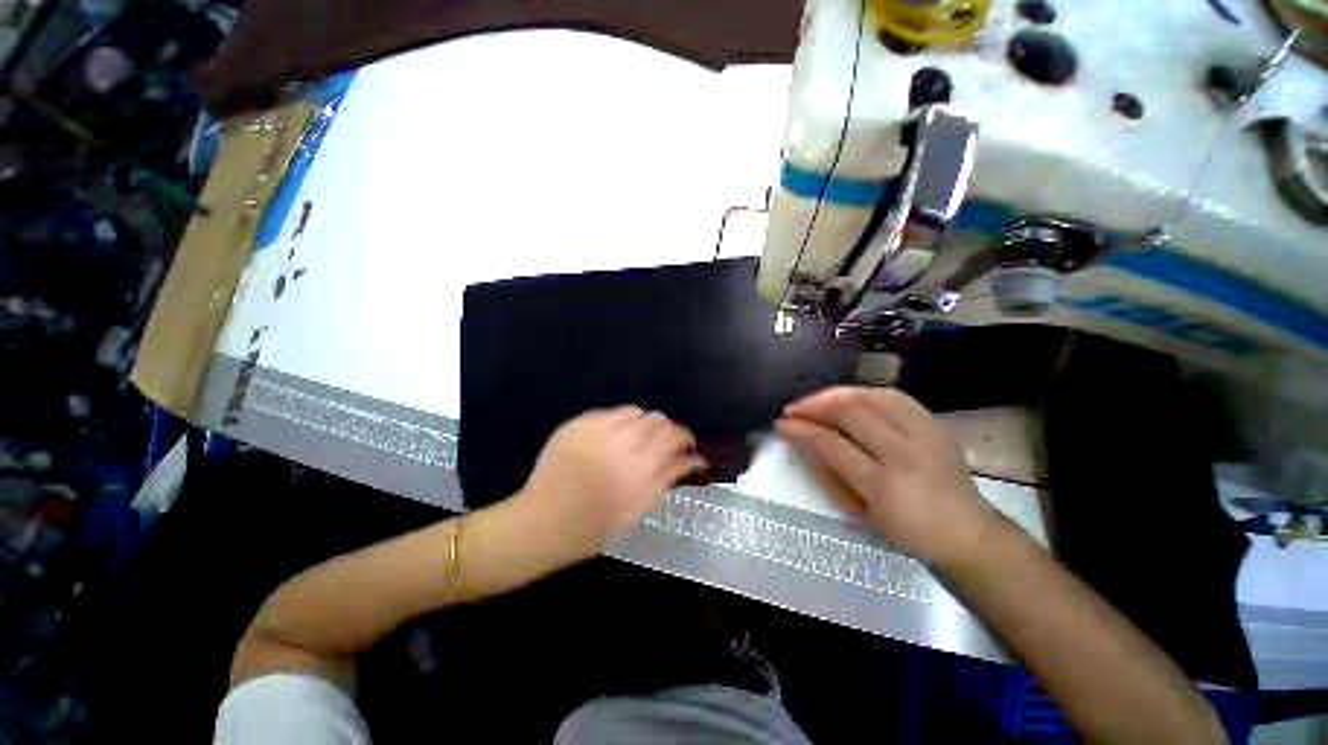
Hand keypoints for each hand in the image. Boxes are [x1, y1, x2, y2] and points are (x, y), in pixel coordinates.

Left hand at [517, 406, 705, 561]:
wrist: (542, 523)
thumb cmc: (595, 527)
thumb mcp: (639, 508)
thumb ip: (668, 477)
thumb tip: (694, 459)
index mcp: (640, 469)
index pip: (674, 437)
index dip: (685, 437)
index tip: (686, 445)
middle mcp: (621, 444)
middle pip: (657, 420)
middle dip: (665, 429)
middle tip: (661, 444)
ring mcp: (597, 430)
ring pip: (635, 411)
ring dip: (643, 423)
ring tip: (637, 438)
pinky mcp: (579, 424)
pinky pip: (610, 412)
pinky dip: (620, 420)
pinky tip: (615, 435)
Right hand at [777, 387, 997, 567]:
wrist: (968, 531)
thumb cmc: (908, 530)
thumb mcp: (862, 511)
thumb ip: (830, 473)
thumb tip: (803, 441)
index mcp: (883, 484)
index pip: (831, 444)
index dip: (802, 430)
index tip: (781, 425)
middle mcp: (904, 452)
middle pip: (850, 412)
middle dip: (814, 405)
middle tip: (793, 410)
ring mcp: (923, 433)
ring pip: (870, 396)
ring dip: (835, 395)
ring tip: (815, 401)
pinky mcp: (933, 423)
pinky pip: (892, 395)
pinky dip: (864, 392)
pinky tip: (849, 397)